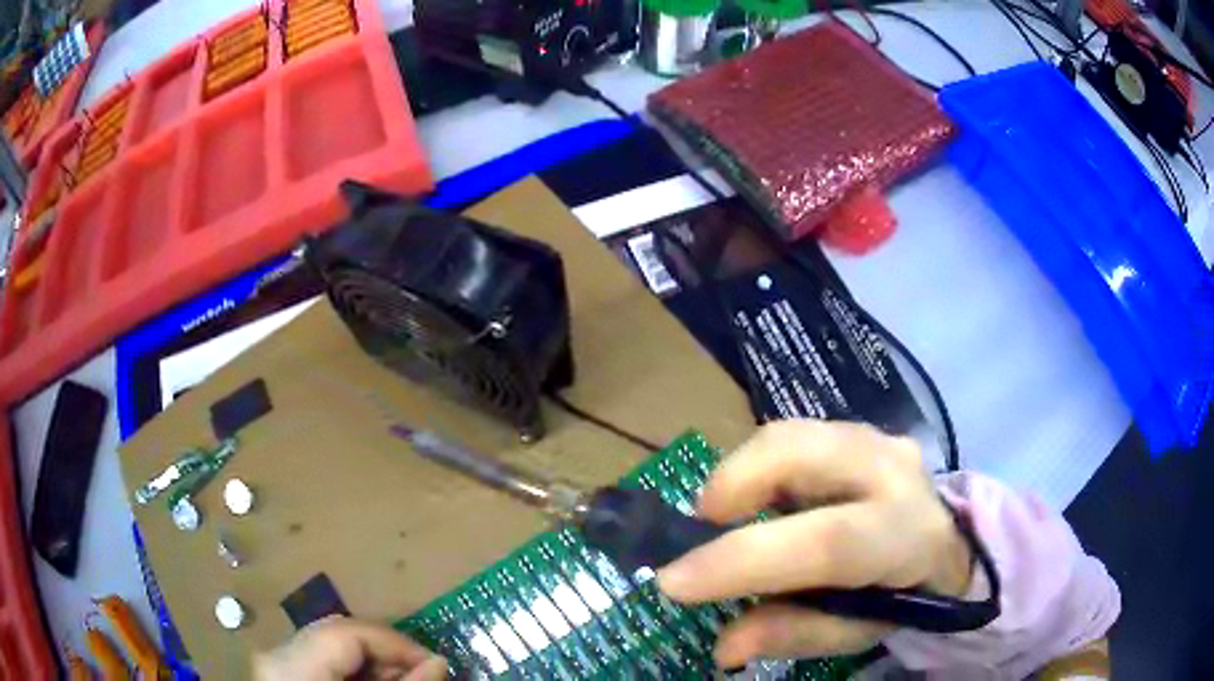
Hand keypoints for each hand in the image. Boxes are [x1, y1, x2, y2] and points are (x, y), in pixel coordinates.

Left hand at [254, 616, 446, 680]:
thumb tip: (437, 662)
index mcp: (292, 665)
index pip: (349, 632)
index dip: (396, 643)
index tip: (435, 664)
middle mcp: (277, 656)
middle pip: (338, 636)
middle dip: (385, 655)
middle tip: (423, 677)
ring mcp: (275, 666)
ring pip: (330, 649)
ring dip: (371, 665)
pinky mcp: (280, 677)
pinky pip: (319, 663)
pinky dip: (351, 675)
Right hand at [657, 420, 972, 667]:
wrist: (945, 543)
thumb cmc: (900, 596)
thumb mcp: (856, 632)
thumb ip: (796, 633)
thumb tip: (725, 645)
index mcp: (906, 537)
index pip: (827, 543)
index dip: (744, 561)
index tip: (673, 582)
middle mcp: (894, 472)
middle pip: (804, 451)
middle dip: (735, 482)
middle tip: (702, 527)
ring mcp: (877, 439)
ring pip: (790, 432)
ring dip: (742, 473)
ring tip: (728, 519)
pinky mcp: (858, 429)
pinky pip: (794, 434)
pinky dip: (759, 465)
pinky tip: (762, 501)